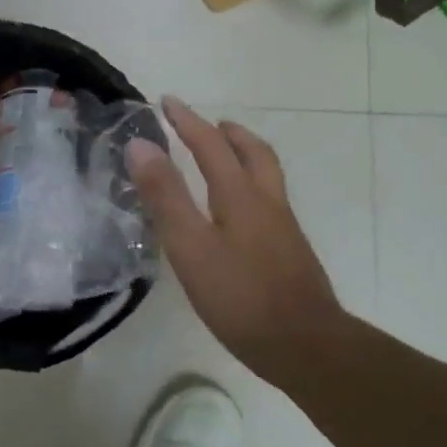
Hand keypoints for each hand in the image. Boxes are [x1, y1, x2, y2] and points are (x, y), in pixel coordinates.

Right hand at [126, 96, 348, 385]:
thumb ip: (165, 196)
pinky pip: (269, 199)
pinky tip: (239, 211)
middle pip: (253, 152)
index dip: (187, 121)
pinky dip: (251, 184)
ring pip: (266, 175)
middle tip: (208, 124)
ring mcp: (284, 227)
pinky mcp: (290, 251)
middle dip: (228, 133)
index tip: (168, 101)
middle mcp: (267, 202)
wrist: (305, 345)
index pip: (211, 144)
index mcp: (240, 195)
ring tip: (226, 157)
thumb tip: (141, 145)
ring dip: (245, 155)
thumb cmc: (240, 296)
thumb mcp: (190, 246)